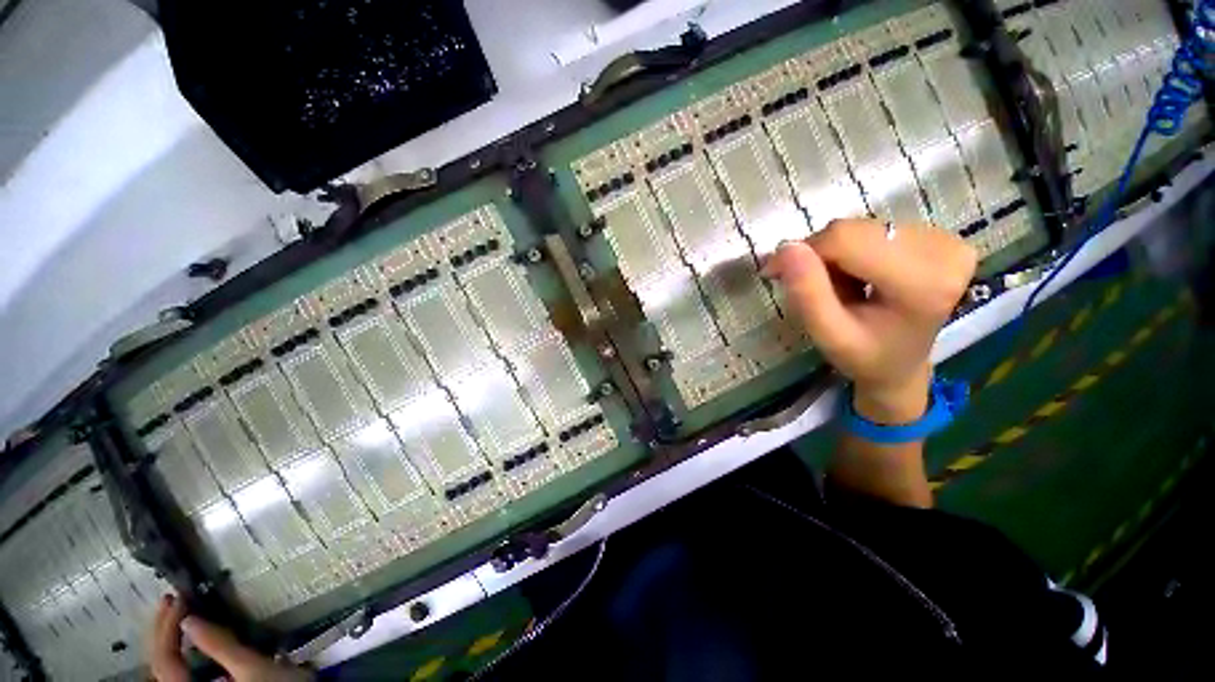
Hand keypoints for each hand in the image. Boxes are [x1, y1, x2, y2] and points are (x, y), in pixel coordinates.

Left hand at [148, 594, 309, 681]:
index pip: (165, 661)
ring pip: (167, 672)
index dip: (167, 628)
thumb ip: (221, 647)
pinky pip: (181, 675)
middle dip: (162, 633)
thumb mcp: (253, 668)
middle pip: (159, 667)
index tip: (179, 599)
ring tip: (174, 618)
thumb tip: (189, 619)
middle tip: (171, 602)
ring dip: (167, 643)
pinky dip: (179, 656)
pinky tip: (188, 643)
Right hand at [765, 219, 975, 422]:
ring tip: (838, 285)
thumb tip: (786, 247)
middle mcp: (944, 252)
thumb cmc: (863, 356)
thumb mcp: (827, 334)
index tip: (774, 272)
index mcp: (922, 283)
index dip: (803, 251)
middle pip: (854, 231)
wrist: (901, 364)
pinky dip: (852, 249)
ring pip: (861, 227)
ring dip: (835, 254)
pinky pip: (875, 228)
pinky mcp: (941, 236)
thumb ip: (807, 293)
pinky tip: (858, 273)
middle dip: (819, 255)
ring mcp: (947, 240)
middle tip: (809, 286)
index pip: (846, 240)